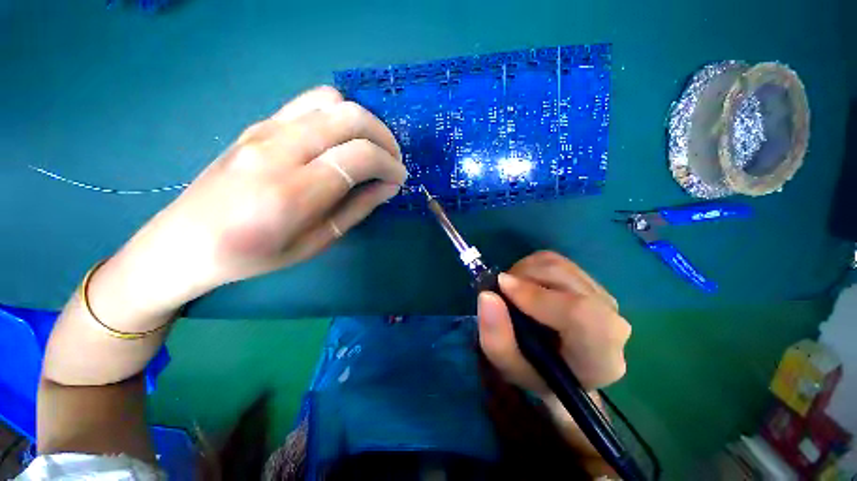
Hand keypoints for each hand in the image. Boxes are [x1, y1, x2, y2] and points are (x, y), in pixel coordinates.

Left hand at [106, 86, 406, 314]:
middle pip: (349, 116)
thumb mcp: (316, 242)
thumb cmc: (254, 255)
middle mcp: (278, 149)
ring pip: (330, 100)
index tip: (399, 178)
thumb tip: (389, 186)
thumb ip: (357, 209)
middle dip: (383, 136)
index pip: (359, 156)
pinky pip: (310, 104)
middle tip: (392, 160)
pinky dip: (339, 116)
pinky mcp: (258, 123)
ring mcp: (264, 129)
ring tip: (371, 148)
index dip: (389, 164)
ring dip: (363, 121)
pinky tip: (343, 141)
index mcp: (293, 191)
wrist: (185, 242)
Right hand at [477, 251, 629, 394]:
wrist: (562, 368)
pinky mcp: (590, 281)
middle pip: (564, 279)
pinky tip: (525, 284)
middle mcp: (612, 321)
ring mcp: (602, 296)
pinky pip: (555, 260)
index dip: (537, 296)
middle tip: (501, 291)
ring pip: (557, 264)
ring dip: (524, 271)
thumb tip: (487, 294)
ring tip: (512, 291)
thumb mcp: (509, 367)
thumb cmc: (537, 373)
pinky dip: (531, 266)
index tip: (502, 287)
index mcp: (599, 356)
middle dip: (522, 278)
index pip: (580, 314)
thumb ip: (496, 338)